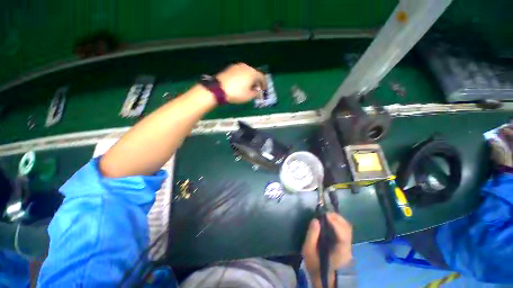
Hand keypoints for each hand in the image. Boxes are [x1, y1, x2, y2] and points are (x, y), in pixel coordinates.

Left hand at [216, 63, 266, 103]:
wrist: (218, 89)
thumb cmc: (236, 93)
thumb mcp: (249, 96)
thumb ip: (256, 93)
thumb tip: (257, 90)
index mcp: (252, 73)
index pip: (262, 77)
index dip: (264, 84)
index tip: (264, 90)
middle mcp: (246, 67)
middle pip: (254, 74)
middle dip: (256, 82)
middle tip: (256, 89)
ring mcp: (237, 66)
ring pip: (247, 72)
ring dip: (249, 79)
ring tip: (248, 87)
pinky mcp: (230, 68)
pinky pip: (240, 72)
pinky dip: (243, 78)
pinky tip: (240, 84)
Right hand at [302, 213, 352, 286]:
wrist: (324, 277)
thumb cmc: (315, 264)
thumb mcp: (308, 251)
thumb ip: (311, 235)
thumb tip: (315, 220)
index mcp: (340, 252)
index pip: (343, 235)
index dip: (335, 223)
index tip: (325, 214)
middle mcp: (347, 248)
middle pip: (347, 228)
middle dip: (336, 218)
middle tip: (324, 213)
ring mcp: (348, 246)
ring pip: (347, 228)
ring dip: (338, 219)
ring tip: (326, 215)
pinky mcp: (345, 244)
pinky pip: (345, 229)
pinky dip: (338, 222)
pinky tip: (330, 221)